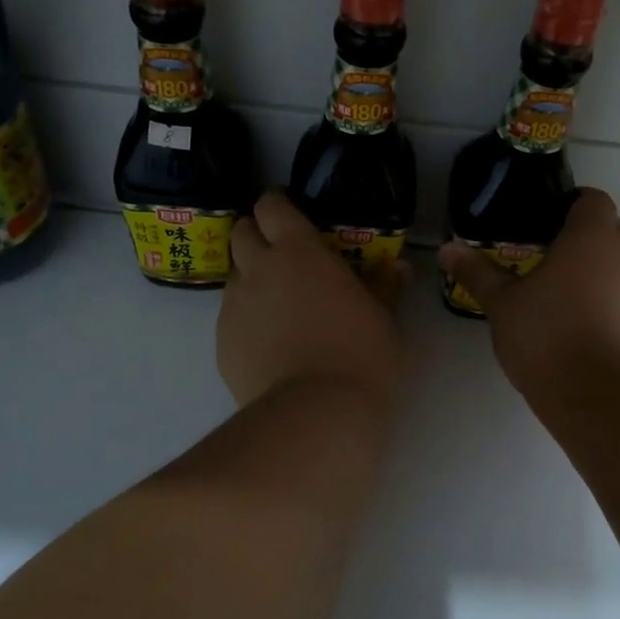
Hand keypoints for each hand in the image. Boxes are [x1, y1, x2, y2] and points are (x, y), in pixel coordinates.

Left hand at [219, 191, 407, 408]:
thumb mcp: (385, 319)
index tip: (291, 215)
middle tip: (282, 257)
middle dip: (256, 236)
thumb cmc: (361, 355)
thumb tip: (397, 267)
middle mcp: (257, 269)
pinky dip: (246, 321)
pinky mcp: (221, 344)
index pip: (271, 206)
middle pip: (240, 232)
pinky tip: (269, 345)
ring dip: (251, 280)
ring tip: (278, 307)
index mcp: (298, 251)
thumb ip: (385, 287)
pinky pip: (230, 318)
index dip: (278, 206)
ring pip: (234, 277)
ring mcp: (234, 307)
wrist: (316, 413)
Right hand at [437, 189, 619, 397]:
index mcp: (592, 236)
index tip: (542, 223)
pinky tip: (576, 331)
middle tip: (541, 260)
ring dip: (593, 275)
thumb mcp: (502, 303)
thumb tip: (448, 249)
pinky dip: (604, 306)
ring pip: (617, 269)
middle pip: (607, 232)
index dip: (569, 205)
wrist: (602, 394)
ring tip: (556, 299)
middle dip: (578, 241)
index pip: (592, 200)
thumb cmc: (548, 333)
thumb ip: (477, 272)